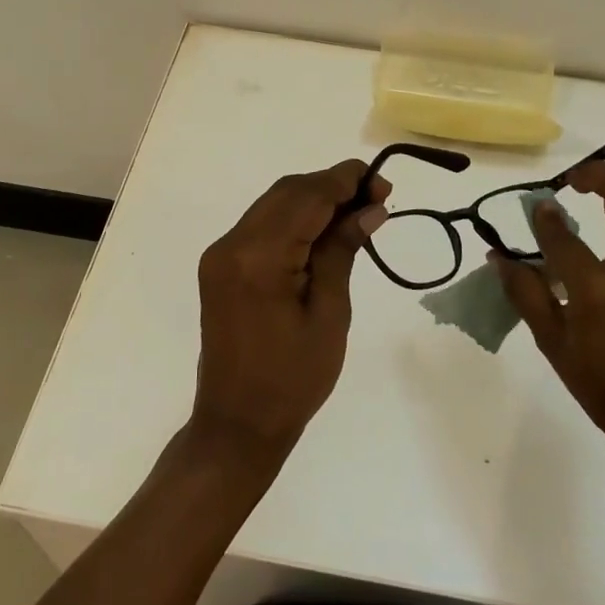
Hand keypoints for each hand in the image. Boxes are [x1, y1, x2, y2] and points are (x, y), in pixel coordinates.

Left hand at [189, 160, 388, 471]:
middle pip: (288, 192)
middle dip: (333, 186)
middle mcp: (232, 244)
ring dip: (314, 200)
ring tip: (357, 214)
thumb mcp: (330, 314)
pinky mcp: (221, 264)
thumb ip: (343, 251)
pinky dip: (295, 219)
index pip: (307, 197)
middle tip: (376, 200)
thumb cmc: (293, 379)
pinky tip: (324, 232)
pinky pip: (262, 224)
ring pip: (274, 203)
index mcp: (258, 257)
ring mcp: (221, 253)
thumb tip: (370, 209)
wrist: (238, 423)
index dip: (346, 181)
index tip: (383, 185)